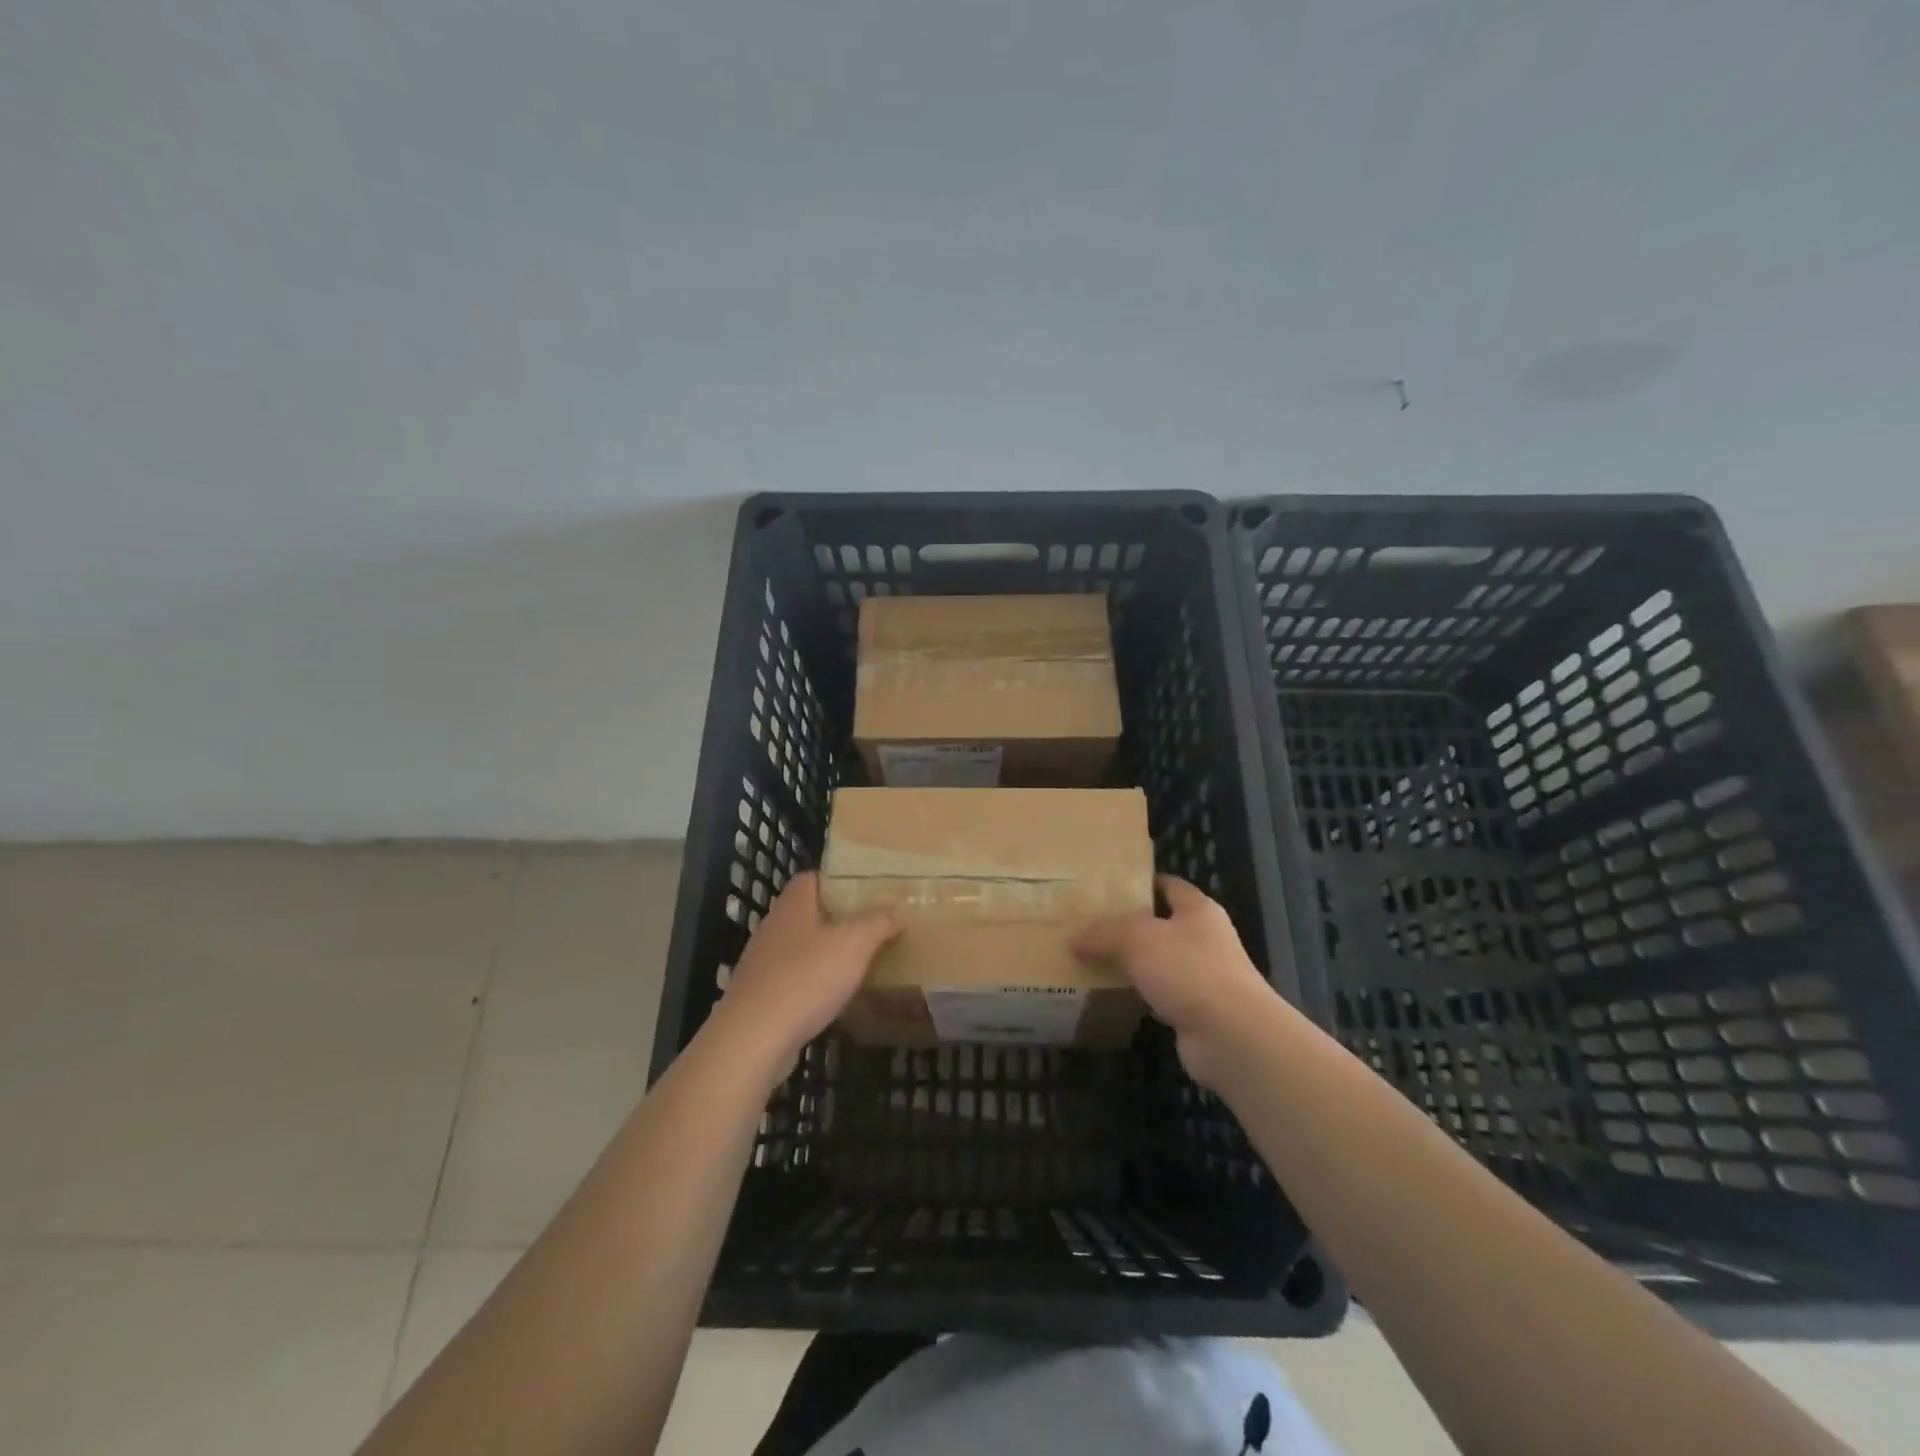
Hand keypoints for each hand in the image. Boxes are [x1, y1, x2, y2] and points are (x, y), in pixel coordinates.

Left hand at [703, 871, 898, 1084]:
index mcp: (793, 905)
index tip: (866, 892)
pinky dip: (816, 985)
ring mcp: (763, 964)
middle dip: (839, 920)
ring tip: (861, 963)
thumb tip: (896, 910)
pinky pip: (795, 980)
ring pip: (803, 948)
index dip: (838, 880)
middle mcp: (774, 928)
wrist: (753, 1040)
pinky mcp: (761, 997)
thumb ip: (878, 922)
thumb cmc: (806, 978)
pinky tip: (836, 999)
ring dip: (828, 954)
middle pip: (809, 914)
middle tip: (873, 927)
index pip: (812, 878)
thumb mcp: (854, 943)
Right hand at [1072, 875, 1277, 1088]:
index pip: (1169, 885)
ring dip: (1132, 964)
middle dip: (1128, 926)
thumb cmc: (1189, 970)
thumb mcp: (1138, 938)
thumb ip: (1104, 932)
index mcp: (1198, 910)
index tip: (1106, 888)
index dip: (1140, 883)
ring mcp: (1203, 977)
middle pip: (1161, 924)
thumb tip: (1074, 939)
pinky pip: (1159, 995)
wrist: (1231, 1036)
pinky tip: (1111, 996)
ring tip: (1092, 959)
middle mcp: (1205, 939)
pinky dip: (1138, 996)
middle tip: (1089, 926)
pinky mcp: (1196, 1011)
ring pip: (1158, 962)